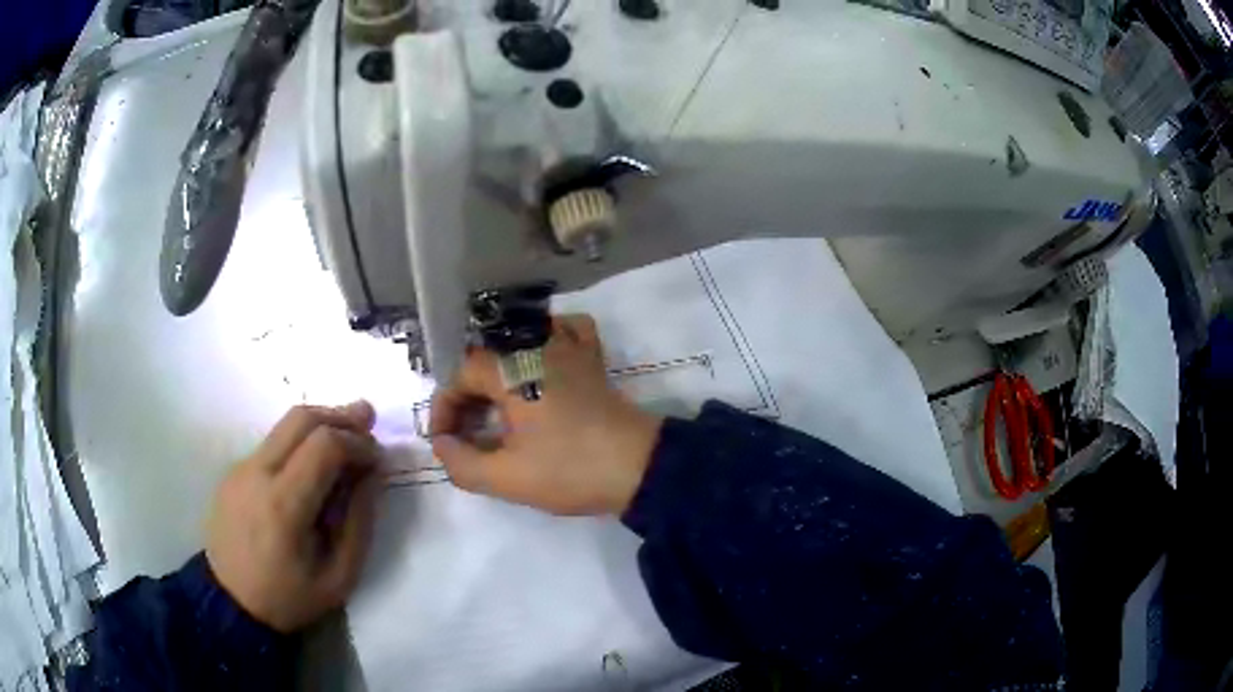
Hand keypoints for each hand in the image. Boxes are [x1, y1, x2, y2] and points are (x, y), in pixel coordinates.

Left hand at [206, 402, 380, 632]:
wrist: (231, 603)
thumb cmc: (289, 598)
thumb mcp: (339, 577)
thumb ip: (359, 522)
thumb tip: (372, 474)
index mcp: (284, 504)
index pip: (325, 445)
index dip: (358, 442)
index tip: (378, 458)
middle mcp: (257, 473)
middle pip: (301, 418)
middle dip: (340, 416)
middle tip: (368, 420)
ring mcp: (241, 468)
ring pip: (284, 426)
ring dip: (319, 424)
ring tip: (346, 436)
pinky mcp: (233, 472)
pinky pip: (272, 444)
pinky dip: (299, 441)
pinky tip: (313, 464)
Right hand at [430, 314, 661, 515]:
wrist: (640, 467)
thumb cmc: (569, 469)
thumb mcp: (507, 477)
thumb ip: (462, 462)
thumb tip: (442, 445)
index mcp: (510, 369)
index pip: (460, 377)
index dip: (445, 410)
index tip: (446, 444)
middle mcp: (536, 345)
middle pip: (485, 361)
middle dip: (468, 398)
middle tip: (468, 436)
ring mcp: (569, 347)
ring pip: (519, 345)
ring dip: (499, 376)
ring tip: (497, 413)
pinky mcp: (592, 359)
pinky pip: (565, 332)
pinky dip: (547, 343)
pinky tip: (542, 366)